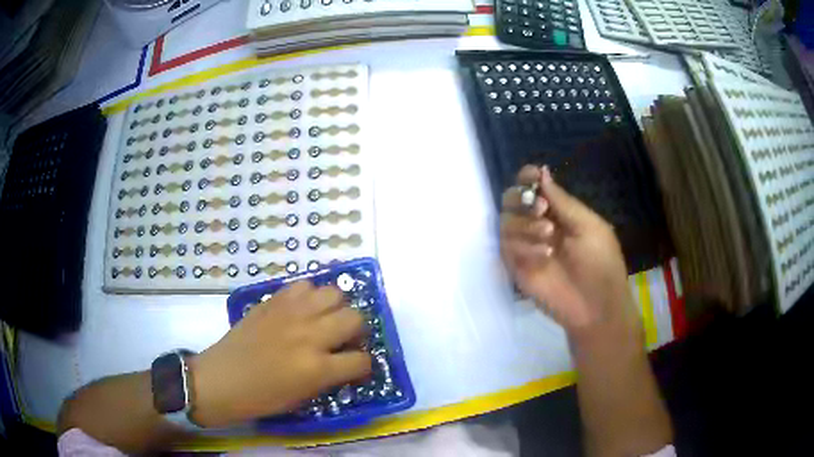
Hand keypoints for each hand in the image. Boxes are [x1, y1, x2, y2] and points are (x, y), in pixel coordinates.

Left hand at [189, 281, 370, 427]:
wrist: (222, 379)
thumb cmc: (262, 398)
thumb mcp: (303, 397)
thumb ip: (329, 376)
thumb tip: (345, 362)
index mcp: (317, 368)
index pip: (361, 360)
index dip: (364, 365)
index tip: (356, 366)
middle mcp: (309, 335)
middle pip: (355, 318)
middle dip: (357, 331)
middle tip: (344, 340)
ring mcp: (290, 314)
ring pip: (333, 293)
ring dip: (336, 308)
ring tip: (324, 319)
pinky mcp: (273, 301)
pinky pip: (303, 286)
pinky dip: (309, 296)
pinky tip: (301, 310)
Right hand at [500, 165, 642, 340]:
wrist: (596, 306)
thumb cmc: (601, 263)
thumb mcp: (589, 226)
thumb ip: (563, 202)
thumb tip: (542, 173)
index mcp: (558, 213)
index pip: (534, 188)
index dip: (528, 177)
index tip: (531, 176)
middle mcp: (538, 225)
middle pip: (512, 199)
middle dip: (522, 198)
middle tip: (540, 208)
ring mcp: (526, 246)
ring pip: (506, 221)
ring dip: (525, 223)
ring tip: (549, 235)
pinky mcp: (517, 267)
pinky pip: (506, 246)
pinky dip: (523, 246)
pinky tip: (544, 255)